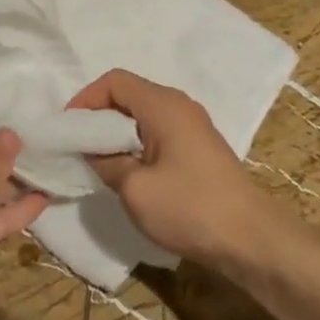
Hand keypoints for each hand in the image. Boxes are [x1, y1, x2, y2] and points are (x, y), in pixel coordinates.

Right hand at [67, 69, 268, 267]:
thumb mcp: (135, 188)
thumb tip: (92, 150)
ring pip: (143, 115)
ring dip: (117, 132)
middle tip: (78, 146)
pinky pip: (158, 132)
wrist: (250, 239)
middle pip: (129, 94)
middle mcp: (179, 106)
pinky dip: (136, 143)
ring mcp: (192, 126)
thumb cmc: (189, 208)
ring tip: (98, 161)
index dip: (86, 99)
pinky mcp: (198, 148)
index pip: (115, 81)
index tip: (68, 129)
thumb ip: (107, 161)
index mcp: (163, 105)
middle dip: (98, 116)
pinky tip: (128, 171)